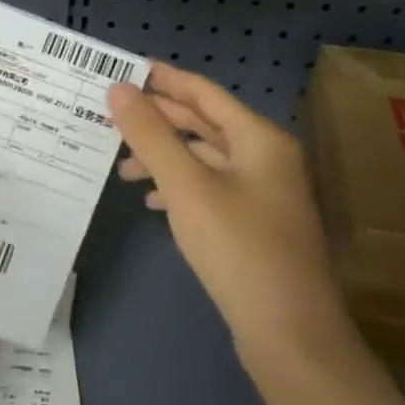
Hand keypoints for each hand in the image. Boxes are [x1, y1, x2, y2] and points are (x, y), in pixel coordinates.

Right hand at [108, 63, 354, 375]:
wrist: (290, 335)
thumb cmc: (239, 248)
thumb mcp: (186, 187)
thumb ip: (151, 135)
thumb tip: (119, 89)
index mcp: (259, 139)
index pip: (205, 93)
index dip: (165, 79)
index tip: (126, 70)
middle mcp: (267, 158)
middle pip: (206, 124)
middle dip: (160, 121)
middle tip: (114, 116)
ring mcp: (265, 194)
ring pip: (207, 160)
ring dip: (166, 158)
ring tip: (123, 168)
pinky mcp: (257, 226)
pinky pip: (213, 190)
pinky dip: (181, 188)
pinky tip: (153, 202)